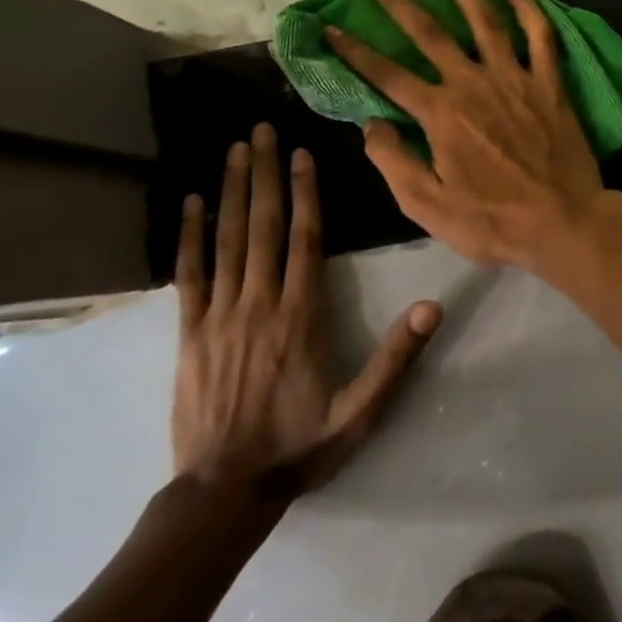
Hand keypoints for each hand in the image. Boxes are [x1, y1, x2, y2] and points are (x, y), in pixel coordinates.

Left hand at [172, 123, 440, 495]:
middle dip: (264, 174)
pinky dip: (189, 236)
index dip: (305, 194)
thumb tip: (433, 307)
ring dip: (231, 192)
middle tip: (262, 130)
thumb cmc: (300, 447)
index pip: (305, 240)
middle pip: (262, 227)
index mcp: (301, 317)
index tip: (302, 155)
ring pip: (226, 241)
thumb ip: (396, 358)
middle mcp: (259, 303)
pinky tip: (191, 203)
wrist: (225, 491)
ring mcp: (220, 315)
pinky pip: (189, 275)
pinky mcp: (189, 332)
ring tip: (235, 150)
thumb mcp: (361, 412)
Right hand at [324, 0, 610, 270]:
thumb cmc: (493, 221)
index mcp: (440, 114)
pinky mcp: (549, 82)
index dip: (355, 52)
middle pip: (430, 33)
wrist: (563, 222)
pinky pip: (539, 34)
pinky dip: (526, 6)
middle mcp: (473, 83)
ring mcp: (514, 78)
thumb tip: (370, 124)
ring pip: (484, 19)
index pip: (387, 75)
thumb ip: (394, 162)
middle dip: (400, 2)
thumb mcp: (428, 206)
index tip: (330, 28)